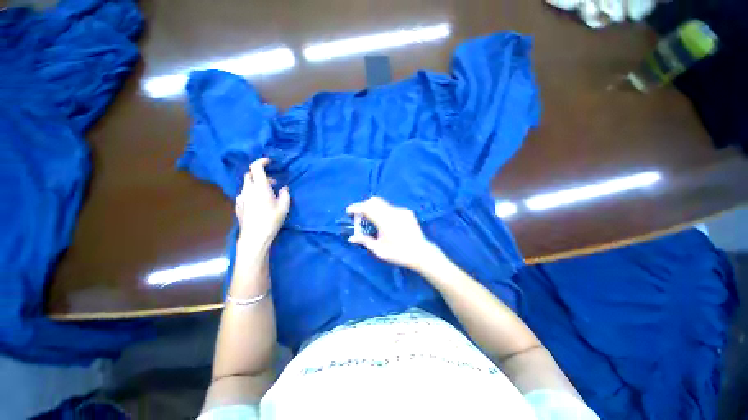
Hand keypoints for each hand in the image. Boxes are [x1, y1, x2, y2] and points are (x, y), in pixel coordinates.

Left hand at [235, 158, 290, 253]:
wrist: (255, 236)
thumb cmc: (271, 219)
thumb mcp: (284, 207)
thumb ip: (285, 194)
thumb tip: (283, 188)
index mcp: (260, 187)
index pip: (256, 167)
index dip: (261, 161)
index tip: (269, 161)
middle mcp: (248, 189)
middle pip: (250, 175)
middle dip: (260, 174)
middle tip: (272, 182)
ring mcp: (241, 197)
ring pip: (247, 185)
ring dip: (257, 184)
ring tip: (267, 194)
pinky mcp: (238, 205)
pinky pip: (245, 194)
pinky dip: (252, 192)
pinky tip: (259, 202)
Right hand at [346, 197, 440, 270]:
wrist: (421, 253)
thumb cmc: (399, 254)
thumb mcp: (379, 250)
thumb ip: (364, 241)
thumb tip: (351, 237)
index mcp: (384, 221)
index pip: (366, 208)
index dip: (356, 207)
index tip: (348, 211)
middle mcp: (393, 212)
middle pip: (374, 201)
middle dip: (364, 206)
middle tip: (359, 216)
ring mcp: (401, 211)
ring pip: (383, 203)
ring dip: (374, 208)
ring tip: (371, 220)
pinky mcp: (407, 212)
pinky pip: (391, 208)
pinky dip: (384, 212)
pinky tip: (386, 223)